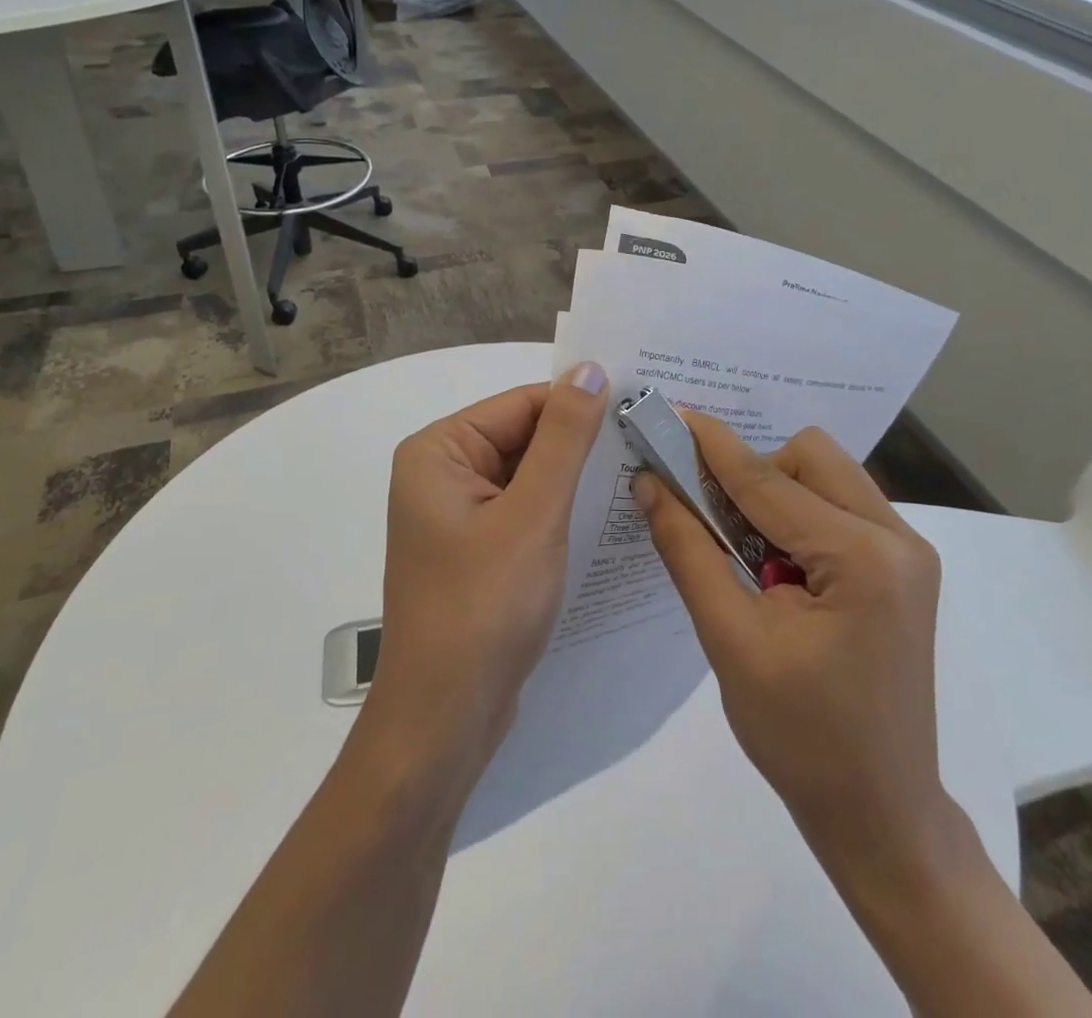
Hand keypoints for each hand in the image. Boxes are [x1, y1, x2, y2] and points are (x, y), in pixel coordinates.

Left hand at [369, 363, 609, 769]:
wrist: (446, 722)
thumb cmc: (484, 608)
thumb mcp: (533, 514)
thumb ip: (564, 438)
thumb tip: (590, 369)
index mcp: (439, 451)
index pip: (522, 404)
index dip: (581, 405)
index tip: (641, 410)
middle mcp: (442, 474)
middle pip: (525, 438)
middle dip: (581, 445)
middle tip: (652, 444)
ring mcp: (458, 516)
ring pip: (529, 476)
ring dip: (576, 479)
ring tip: (642, 474)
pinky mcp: (477, 551)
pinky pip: (525, 511)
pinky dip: (561, 512)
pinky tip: (606, 515)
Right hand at [638, 415, 954, 863]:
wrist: (880, 813)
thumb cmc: (800, 738)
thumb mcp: (731, 641)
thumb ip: (688, 551)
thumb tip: (650, 484)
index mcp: (863, 558)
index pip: (768, 481)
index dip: (711, 447)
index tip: (670, 414)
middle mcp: (899, 538)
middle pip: (811, 457)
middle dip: (754, 473)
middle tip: (712, 518)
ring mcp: (908, 552)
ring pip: (827, 476)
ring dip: (776, 494)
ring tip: (744, 553)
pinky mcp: (902, 567)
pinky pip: (840, 507)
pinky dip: (798, 516)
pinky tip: (775, 565)